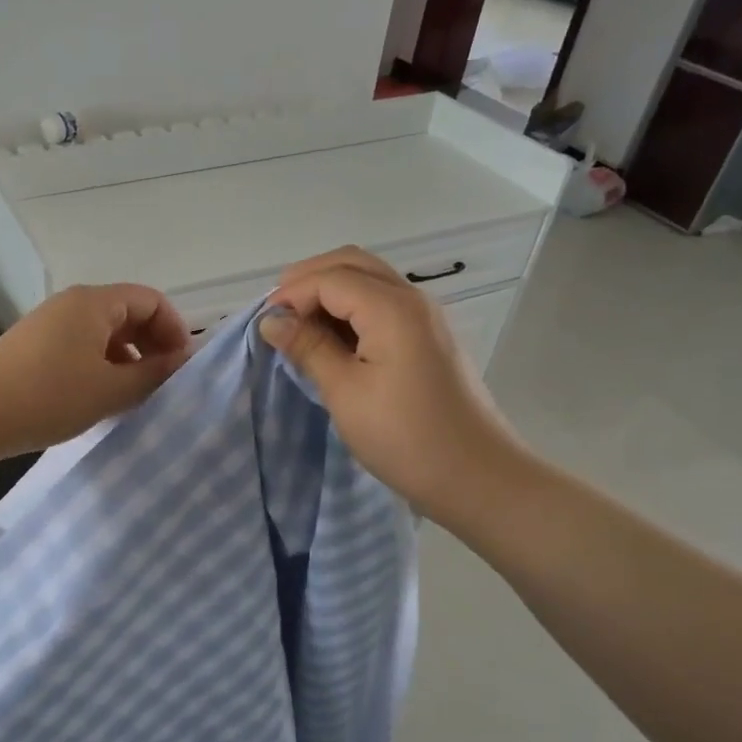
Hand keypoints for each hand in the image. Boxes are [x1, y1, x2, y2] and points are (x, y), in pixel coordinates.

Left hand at [0, 284, 193, 461]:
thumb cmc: (50, 396)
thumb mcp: (111, 389)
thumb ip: (154, 374)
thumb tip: (184, 360)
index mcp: (94, 302)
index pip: (151, 300)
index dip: (175, 330)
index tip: (182, 368)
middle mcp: (72, 304)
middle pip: (128, 313)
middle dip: (152, 345)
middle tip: (162, 384)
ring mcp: (50, 324)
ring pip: (104, 333)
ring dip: (127, 359)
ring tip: (133, 396)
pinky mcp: (34, 347)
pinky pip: (82, 347)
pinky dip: (101, 366)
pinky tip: (100, 398)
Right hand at [258, 247, 525, 528]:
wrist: (477, 477)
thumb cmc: (405, 437)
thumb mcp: (345, 393)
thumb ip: (308, 348)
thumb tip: (271, 320)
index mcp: (392, 308)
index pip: (330, 278)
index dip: (291, 294)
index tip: (264, 326)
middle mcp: (412, 299)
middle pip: (352, 264)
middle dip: (308, 280)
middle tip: (278, 315)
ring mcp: (424, 318)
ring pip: (368, 281)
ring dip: (329, 293)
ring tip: (298, 328)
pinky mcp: (428, 338)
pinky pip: (382, 304)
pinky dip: (350, 310)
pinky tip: (330, 341)